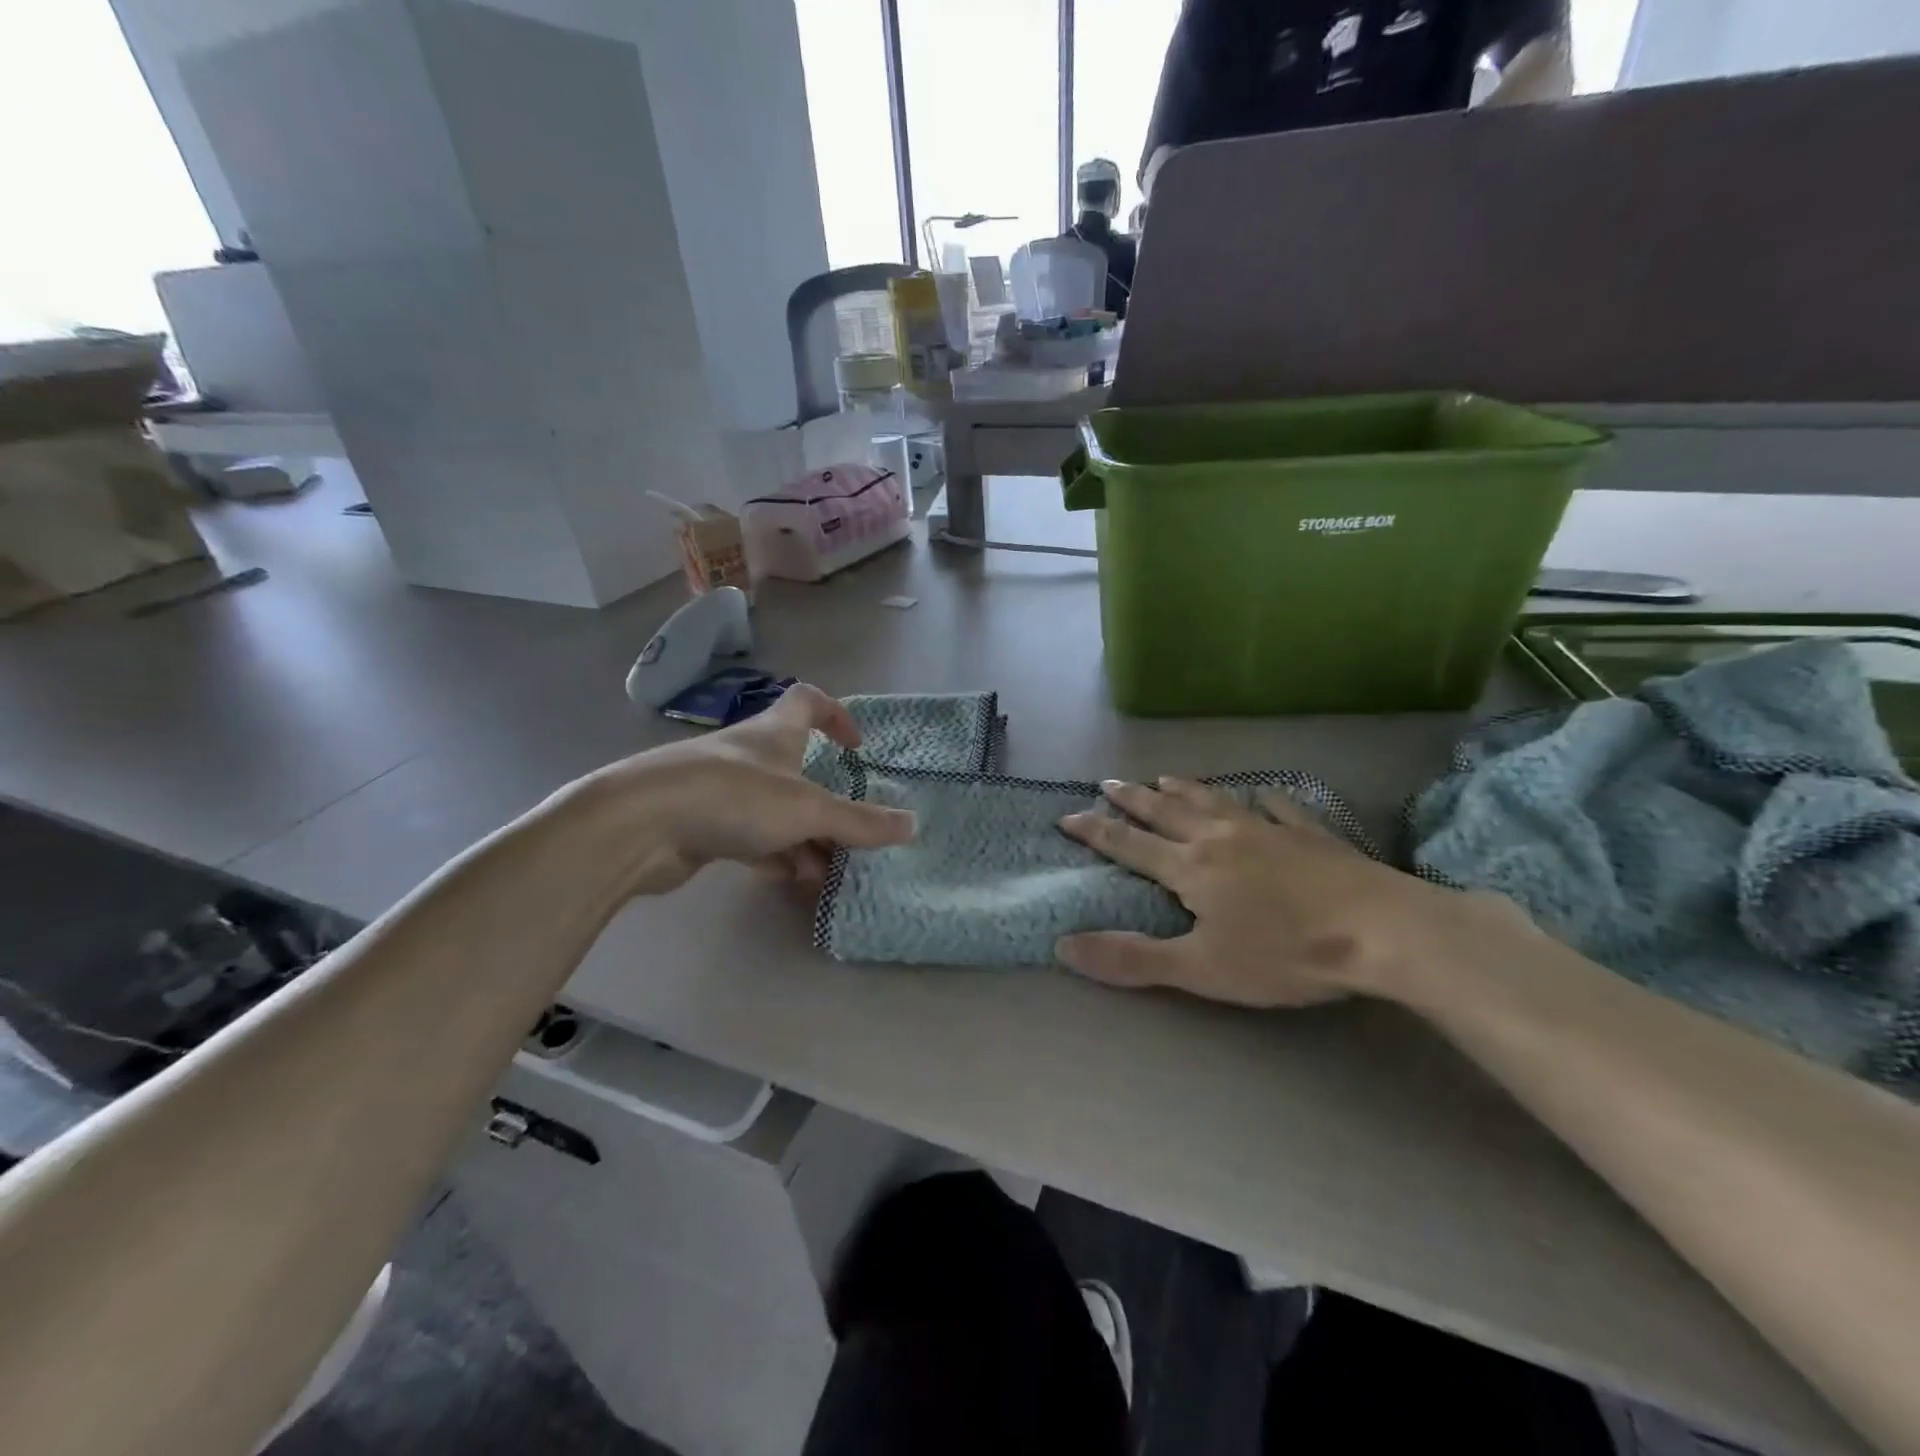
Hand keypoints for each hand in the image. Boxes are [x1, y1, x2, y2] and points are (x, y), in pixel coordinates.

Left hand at [586, 683, 914, 895]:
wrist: (638, 825)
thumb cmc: (732, 796)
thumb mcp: (807, 808)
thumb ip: (860, 821)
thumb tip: (913, 826)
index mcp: (774, 732)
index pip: (809, 701)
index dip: (837, 715)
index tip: (857, 746)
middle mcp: (748, 754)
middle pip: (796, 767)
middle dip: (826, 799)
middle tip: (851, 833)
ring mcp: (720, 789)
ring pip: (774, 809)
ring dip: (804, 835)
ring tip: (829, 871)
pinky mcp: (699, 824)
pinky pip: (749, 836)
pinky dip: (773, 854)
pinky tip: (790, 879)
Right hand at [1054, 777, 1491, 1007]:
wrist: (1382, 931)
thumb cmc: (1285, 954)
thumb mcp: (1200, 969)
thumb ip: (1131, 959)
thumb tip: (1063, 946)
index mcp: (1190, 868)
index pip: (1129, 845)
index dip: (1095, 832)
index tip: (1067, 816)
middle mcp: (1220, 838)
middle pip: (1167, 813)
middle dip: (1134, 799)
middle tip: (1108, 782)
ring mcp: (1268, 831)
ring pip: (1215, 802)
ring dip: (1185, 789)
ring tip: (1164, 777)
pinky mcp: (1310, 835)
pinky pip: (1279, 808)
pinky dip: (1264, 800)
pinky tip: (1263, 794)